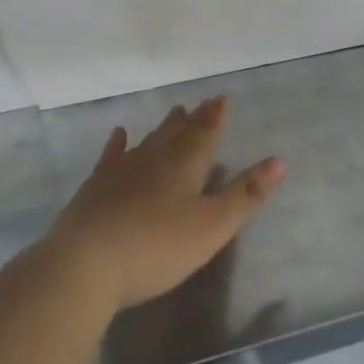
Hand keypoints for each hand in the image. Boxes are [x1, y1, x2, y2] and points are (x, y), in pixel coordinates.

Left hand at [45, 97, 284, 312]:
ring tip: (175, 112)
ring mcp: (121, 171)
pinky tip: (119, 134)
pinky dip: (118, 144)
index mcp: (186, 165)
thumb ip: (245, 195)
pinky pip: (111, 157)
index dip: (216, 117)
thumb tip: (278, 161)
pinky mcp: (95, 188)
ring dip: (164, 127)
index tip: (222, 98)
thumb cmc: (157, 247)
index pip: (206, 134)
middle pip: (178, 133)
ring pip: (149, 141)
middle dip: (194, 119)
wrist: (85, 264)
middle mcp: (155, 159)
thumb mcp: (212, 226)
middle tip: (202, 103)